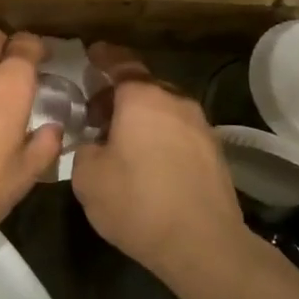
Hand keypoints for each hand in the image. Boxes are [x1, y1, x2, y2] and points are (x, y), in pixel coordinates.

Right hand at [72, 44, 245, 277]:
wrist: (202, 244)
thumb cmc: (137, 202)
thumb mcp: (87, 176)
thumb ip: (84, 148)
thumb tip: (94, 143)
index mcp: (142, 98)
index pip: (121, 62)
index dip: (103, 57)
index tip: (90, 54)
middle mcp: (175, 102)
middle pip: (143, 86)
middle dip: (118, 94)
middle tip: (95, 113)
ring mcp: (200, 127)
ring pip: (163, 109)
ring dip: (140, 117)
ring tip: (119, 140)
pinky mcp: (214, 153)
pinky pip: (178, 131)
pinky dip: (159, 135)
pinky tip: (146, 161)